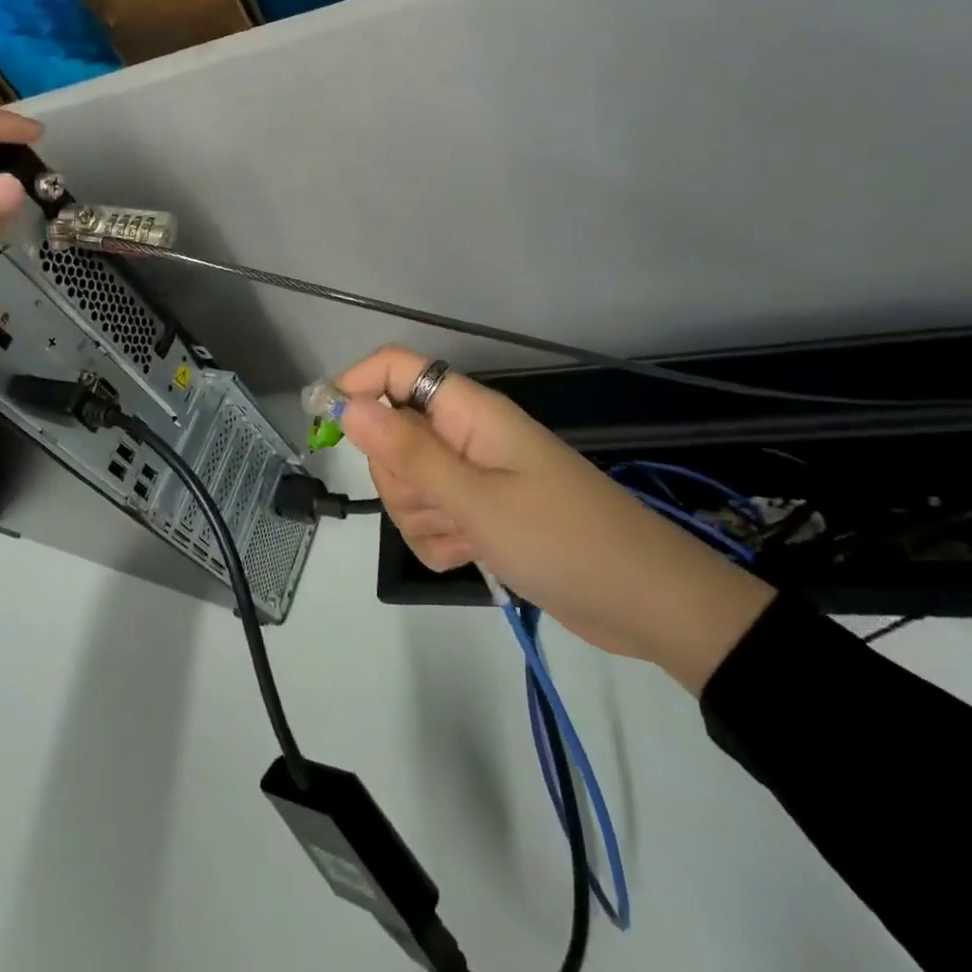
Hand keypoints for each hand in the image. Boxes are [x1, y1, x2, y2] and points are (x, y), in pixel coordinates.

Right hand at [334, 347, 775, 693]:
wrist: (645, 603)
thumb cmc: (562, 539)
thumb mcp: (475, 498)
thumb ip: (407, 451)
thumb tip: (347, 403)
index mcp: (468, 411)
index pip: (395, 368)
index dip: (355, 384)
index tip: (326, 425)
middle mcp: (465, 434)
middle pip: (391, 434)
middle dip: (399, 477)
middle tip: (441, 504)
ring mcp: (473, 475)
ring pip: (407, 482)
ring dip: (422, 517)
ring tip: (468, 537)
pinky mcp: (480, 513)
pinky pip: (431, 517)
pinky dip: (439, 540)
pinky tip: (471, 556)